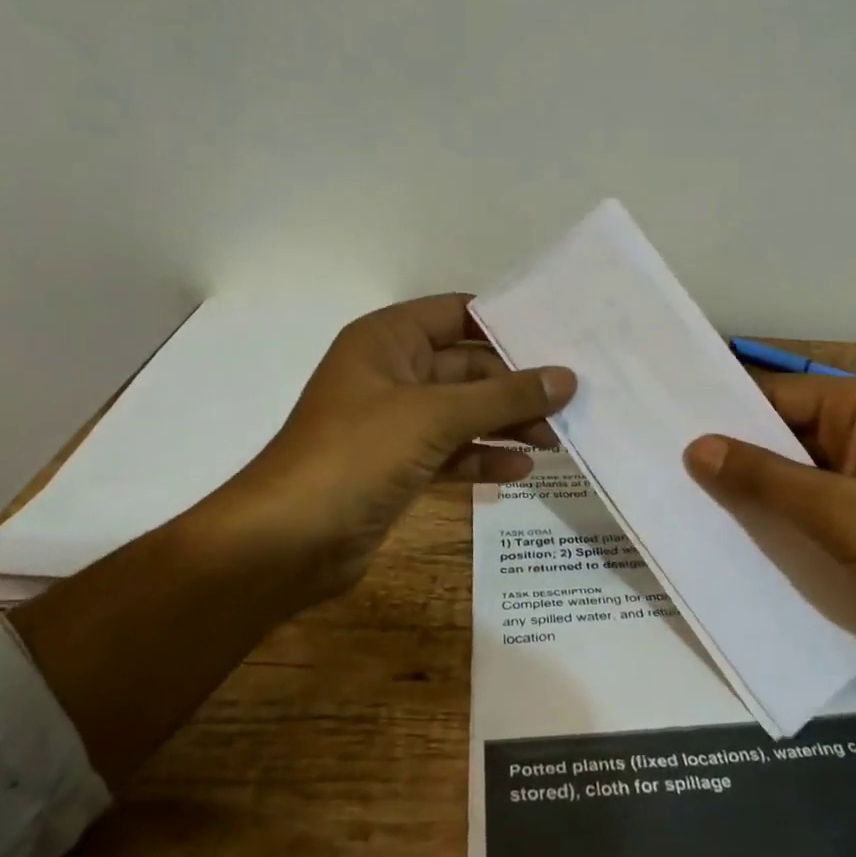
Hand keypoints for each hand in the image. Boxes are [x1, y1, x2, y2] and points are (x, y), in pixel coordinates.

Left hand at [189, 294, 574, 607]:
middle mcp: (392, 373)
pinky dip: (483, 457)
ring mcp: (394, 423)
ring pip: (463, 412)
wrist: (285, 543)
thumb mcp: (435, 416)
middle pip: (467, 367)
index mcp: (388, 340)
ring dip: (506, 423)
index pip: (458, 313)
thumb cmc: (356, 455)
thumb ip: (505, 396)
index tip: (559, 334)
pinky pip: (451, 451)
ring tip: (556, 438)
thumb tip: (566, 378)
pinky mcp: (398, 466)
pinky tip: (521, 470)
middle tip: (570, 399)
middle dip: (516, 385)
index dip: (505, 322)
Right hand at [684, 375, 855, 649]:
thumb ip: (762, 476)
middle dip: (739, 453)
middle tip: (675, 469)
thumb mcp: (833, 510)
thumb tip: (696, 447)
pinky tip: (745, 523)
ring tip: (695, 496)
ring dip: (760, 484)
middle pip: (785, 430)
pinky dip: (786, 507)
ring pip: (798, 465)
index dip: (727, 416)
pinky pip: (817, 494)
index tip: (675, 433)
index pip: (776, 396)